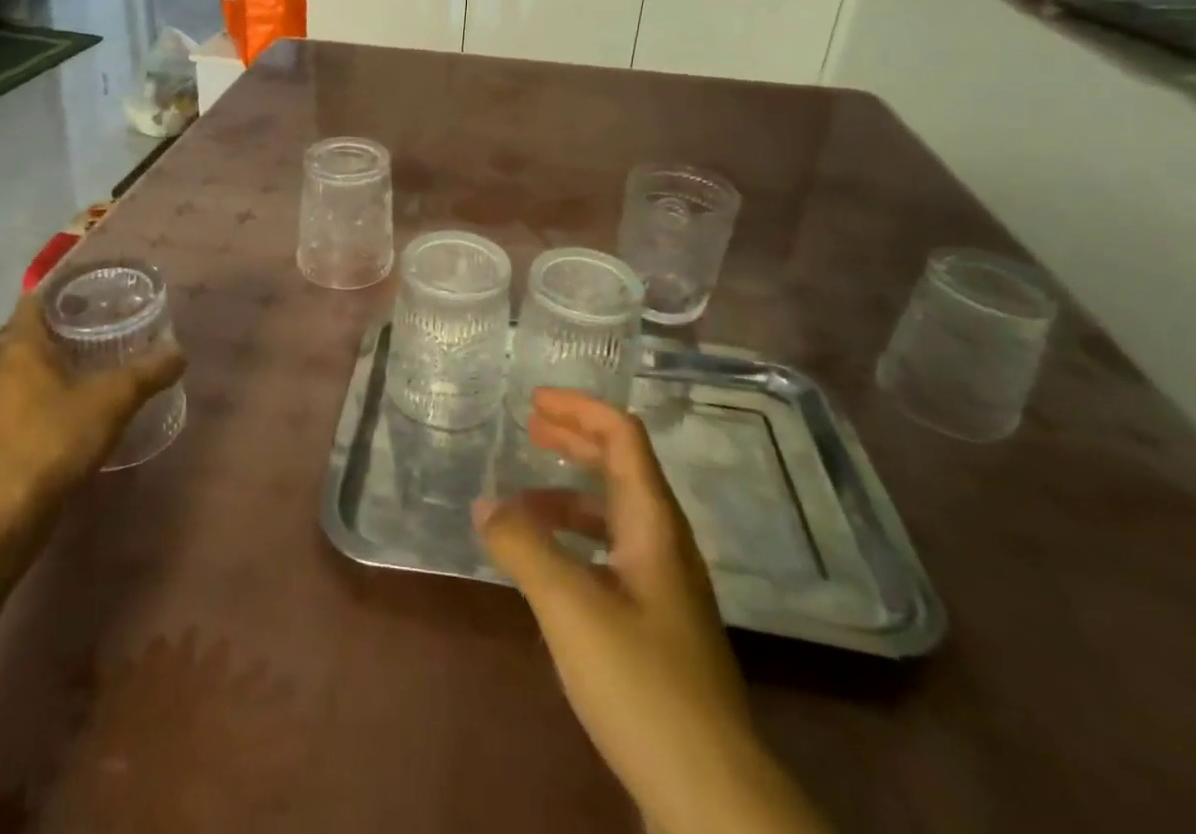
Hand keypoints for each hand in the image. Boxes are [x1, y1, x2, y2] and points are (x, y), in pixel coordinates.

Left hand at [0, 291, 184, 543]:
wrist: (7, 514)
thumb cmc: (56, 438)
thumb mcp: (114, 399)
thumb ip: (148, 372)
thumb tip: (180, 353)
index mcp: (21, 349)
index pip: (32, 303)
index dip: (58, 293)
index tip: (88, 293)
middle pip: (26, 338)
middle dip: (58, 330)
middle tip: (97, 327)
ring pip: (21, 374)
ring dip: (48, 368)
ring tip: (88, 368)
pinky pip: (18, 406)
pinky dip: (41, 400)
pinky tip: (69, 414)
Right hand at [476, 390, 829, 833]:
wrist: (711, 794)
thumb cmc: (642, 682)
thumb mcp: (570, 607)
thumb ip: (523, 547)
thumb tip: (484, 502)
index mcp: (653, 523)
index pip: (622, 437)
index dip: (580, 409)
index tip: (534, 400)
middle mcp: (664, 543)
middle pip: (621, 466)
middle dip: (574, 440)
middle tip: (528, 427)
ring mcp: (664, 585)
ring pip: (613, 514)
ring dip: (568, 494)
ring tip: (521, 501)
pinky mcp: (656, 623)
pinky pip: (610, 553)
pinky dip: (574, 539)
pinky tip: (546, 565)